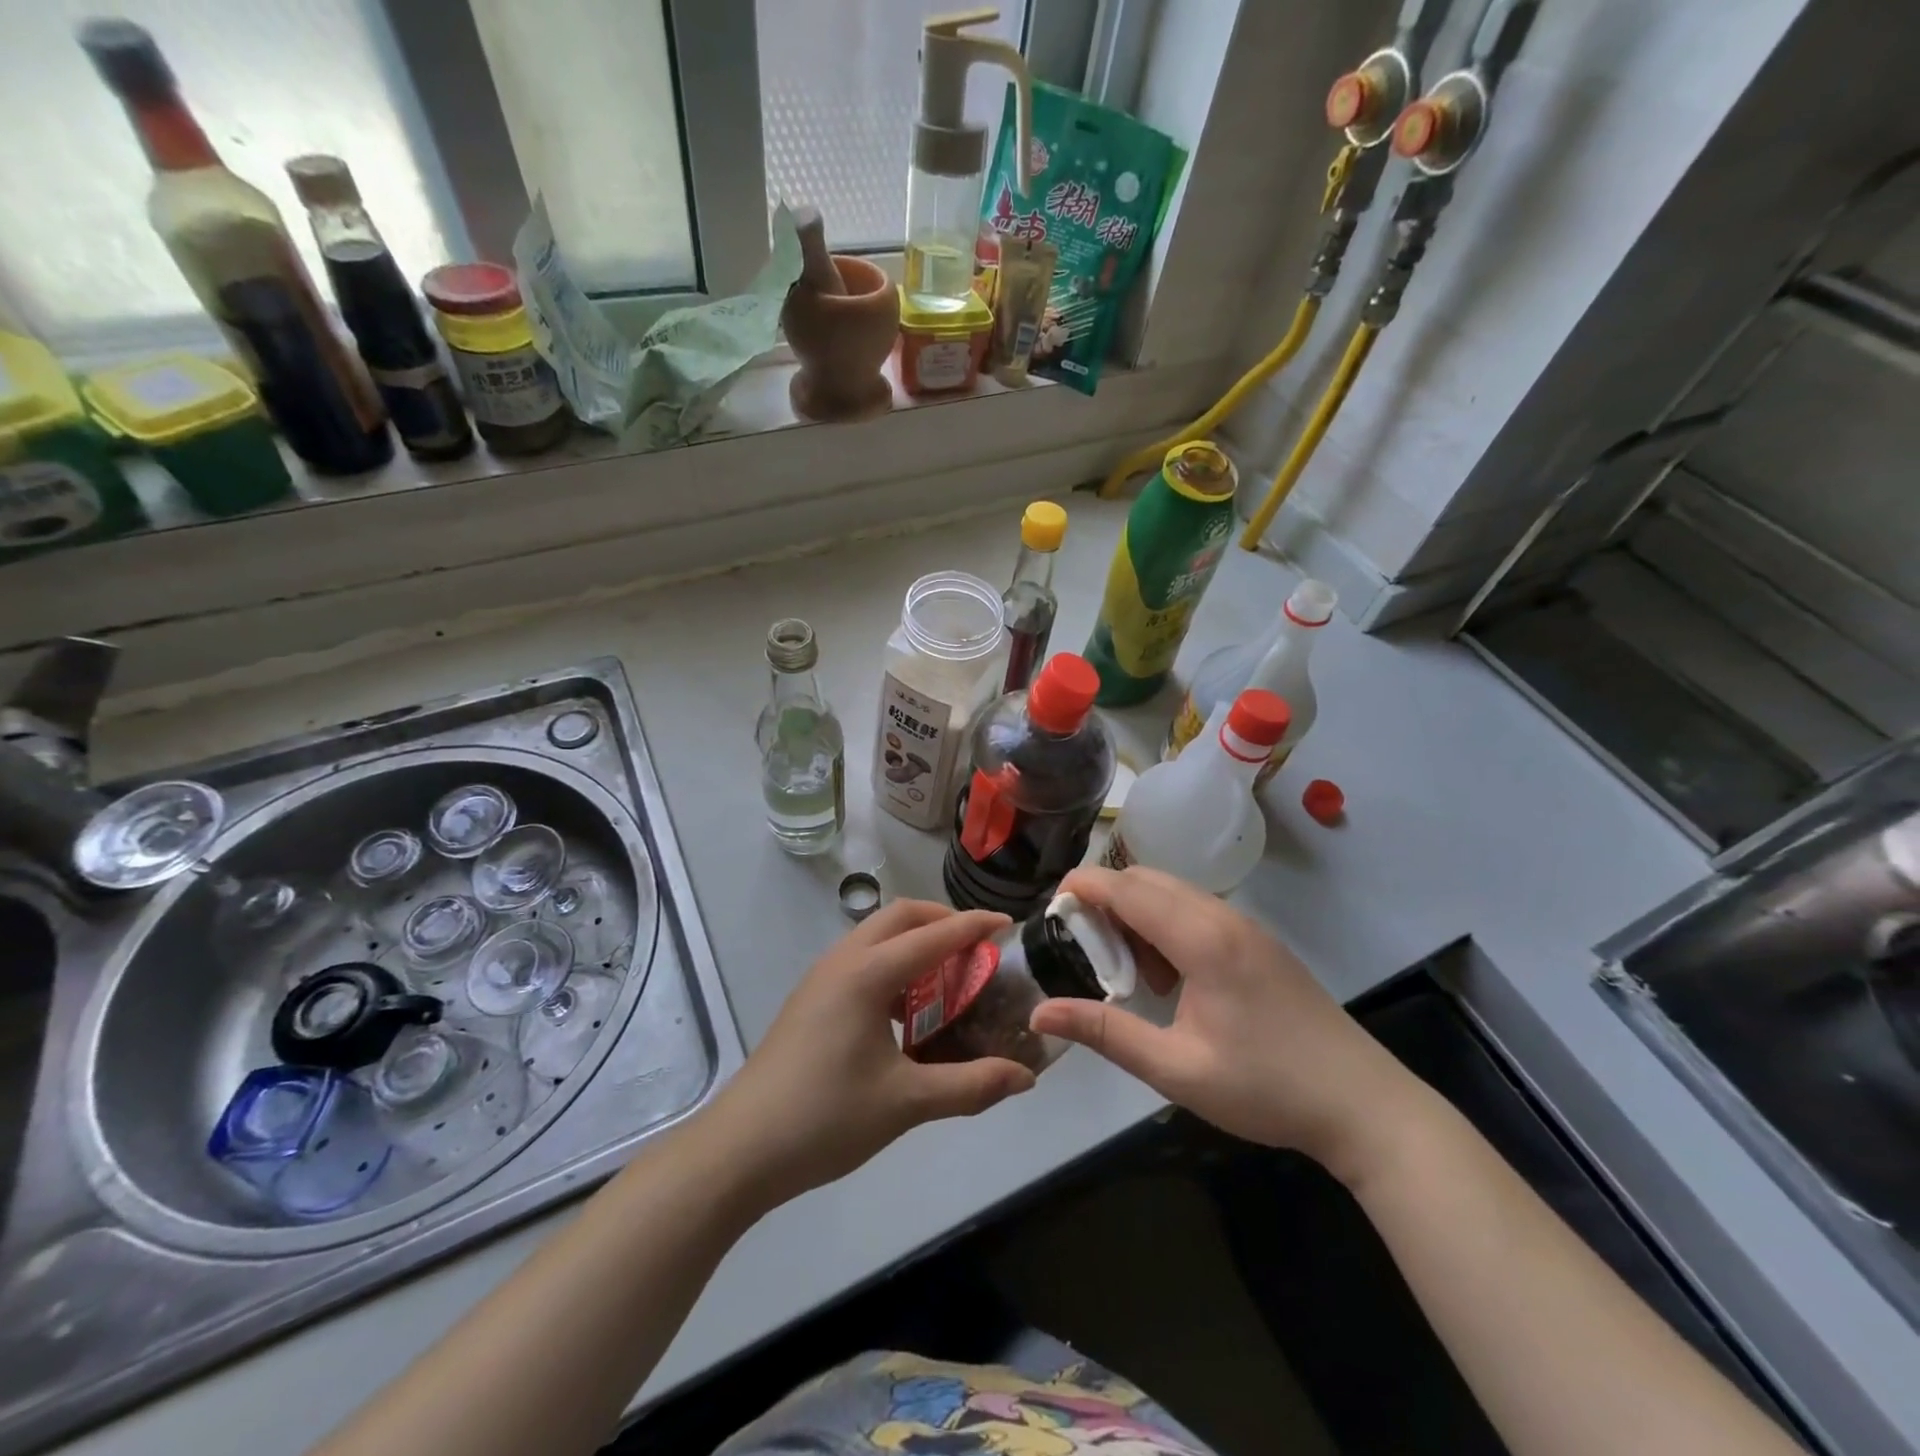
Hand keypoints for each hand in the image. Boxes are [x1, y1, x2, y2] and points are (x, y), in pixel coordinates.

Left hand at [707, 900, 1035, 1205]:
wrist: (740, 1149)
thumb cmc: (825, 1118)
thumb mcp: (905, 1102)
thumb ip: (970, 1085)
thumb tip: (1025, 1078)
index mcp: (867, 974)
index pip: (932, 935)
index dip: (973, 926)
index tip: (1008, 924)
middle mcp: (843, 961)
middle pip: (900, 917)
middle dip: (942, 921)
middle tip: (977, 947)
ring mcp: (821, 978)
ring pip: (876, 936)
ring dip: (915, 941)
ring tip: (949, 975)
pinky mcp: (810, 999)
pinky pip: (861, 959)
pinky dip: (893, 963)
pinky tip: (907, 1008)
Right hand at [1029, 866, 1420, 1181]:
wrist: (1364, 1105)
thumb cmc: (1265, 1088)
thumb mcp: (1176, 1069)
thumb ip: (1105, 1031)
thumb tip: (1040, 1015)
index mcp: (1202, 939)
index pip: (1127, 888)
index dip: (1083, 887)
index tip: (1049, 907)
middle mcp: (1223, 917)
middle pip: (1147, 880)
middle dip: (1106, 901)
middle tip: (1084, 949)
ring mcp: (1246, 926)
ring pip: (1172, 893)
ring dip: (1137, 915)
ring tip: (1130, 974)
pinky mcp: (1258, 941)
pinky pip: (1196, 911)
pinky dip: (1165, 925)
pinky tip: (1171, 978)